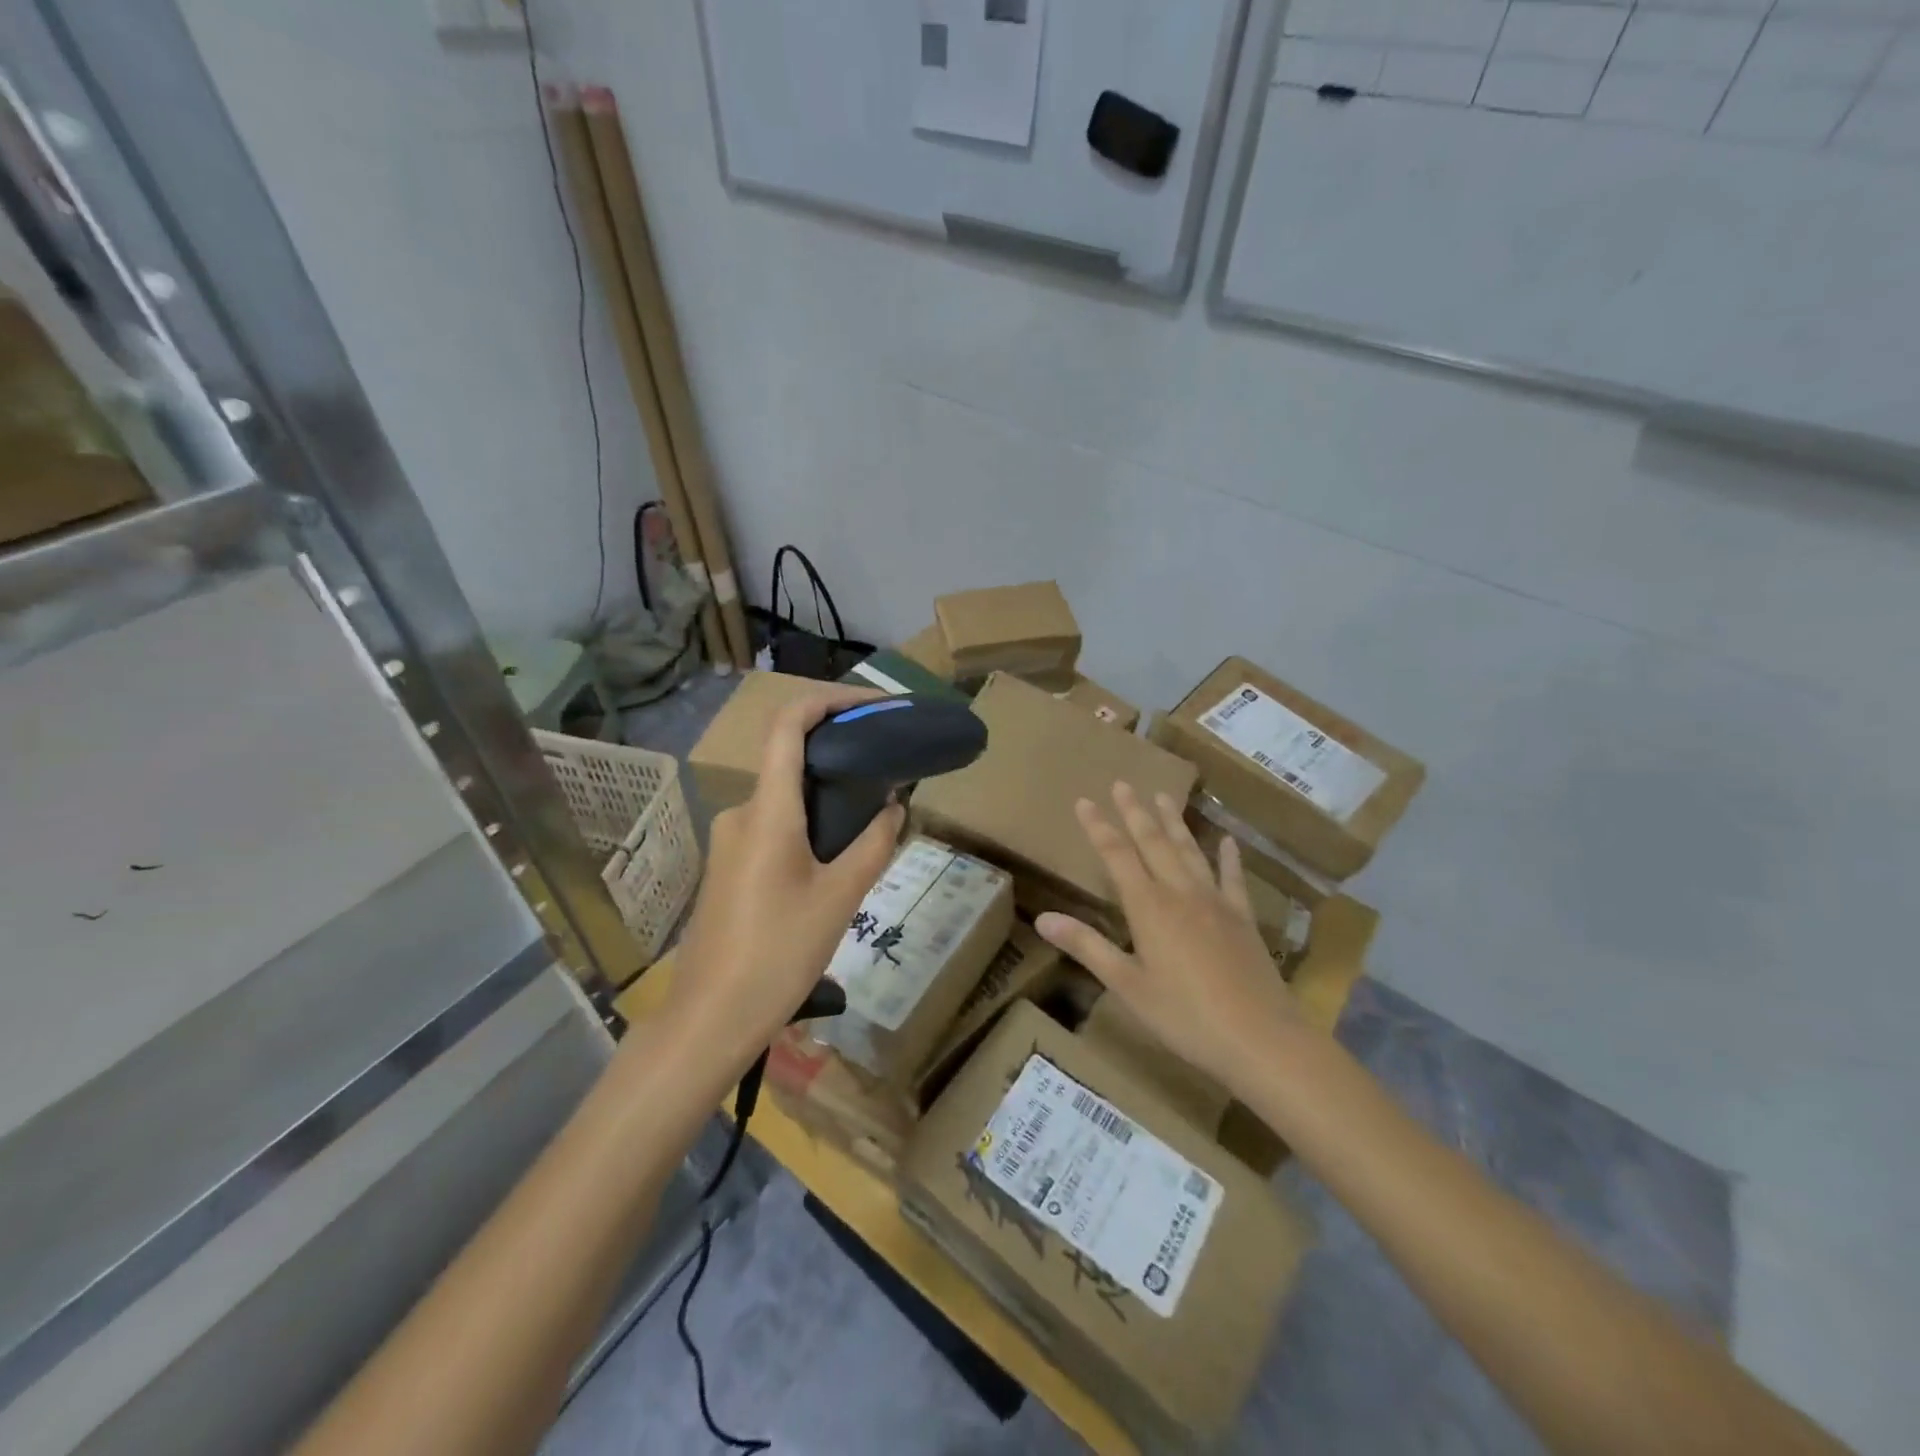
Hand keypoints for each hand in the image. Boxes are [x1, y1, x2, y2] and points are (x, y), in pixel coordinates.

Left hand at [667, 686, 904, 1064]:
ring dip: (828, 797)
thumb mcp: (840, 899)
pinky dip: (810, 825)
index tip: (872, 704)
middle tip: (889, 766)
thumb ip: (873, 846)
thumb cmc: (777, 954)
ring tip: (873, 817)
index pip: (788, 726)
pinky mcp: (729, 868)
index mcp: (768, 811)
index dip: (828, 700)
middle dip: (840, 755)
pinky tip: (838, 858)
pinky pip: (774, 827)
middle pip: (791, 761)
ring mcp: (730, 842)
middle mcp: (743, 814)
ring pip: (786, 799)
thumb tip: (893, 808)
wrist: (710, 1019)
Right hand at [1035, 783, 1308, 1096]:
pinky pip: (1233, 878)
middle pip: (1154, 843)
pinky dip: (1228, 857)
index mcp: (1148, 907)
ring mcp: (1216, 902)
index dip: (1098, 827)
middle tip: (1123, 783)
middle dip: (1135, 812)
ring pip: (1189, 851)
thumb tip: (1042, 918)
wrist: (1260, 1038)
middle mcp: (1180, 893)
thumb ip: (1087, 946)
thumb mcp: (1127, 985)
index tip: (1084, 800)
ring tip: (1162, 795)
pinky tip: (1227, 840)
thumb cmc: (1184, 1016)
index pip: (1117, 855)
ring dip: (1174, 822)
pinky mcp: (1243, 918)